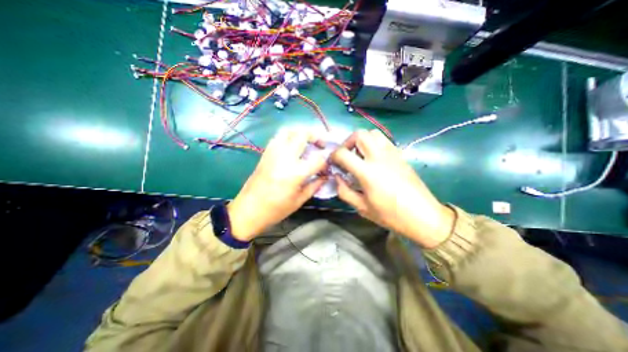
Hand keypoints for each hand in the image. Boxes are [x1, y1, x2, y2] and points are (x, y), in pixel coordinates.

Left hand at [227, 129, 328, 241]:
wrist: (248, 210)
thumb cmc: (276, 209)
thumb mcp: (299, 200)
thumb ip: (315, 185)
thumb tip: (325, 176)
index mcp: (296, 172)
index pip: (318, 159)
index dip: (325, 161)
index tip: (326, 166)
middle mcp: (285, 157)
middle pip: (303, 134)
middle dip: (316, 136)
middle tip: (320, 144)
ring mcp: (273, 152)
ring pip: (289, 131)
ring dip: (301, 133)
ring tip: (307, 142)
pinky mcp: (265, 153)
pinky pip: (278, 137)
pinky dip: (288, 137)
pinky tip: (292, 147)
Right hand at [330, 129, 454, 247]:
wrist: (423, 216)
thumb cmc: (390, 215)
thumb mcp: (362, 208)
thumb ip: (344, 191)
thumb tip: (337, 177)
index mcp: (367, 172)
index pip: (343, 153)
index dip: (333, 156)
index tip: (332, 162)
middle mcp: (379, 157)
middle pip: (359, 134)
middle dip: (347, 142)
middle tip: (345, 155)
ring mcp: (392, 153)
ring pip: (373, 133)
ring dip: (362, 140)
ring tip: (359, 154)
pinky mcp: (400, 155)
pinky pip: (384, 140)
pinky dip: (373, 143)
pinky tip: (373, 158)